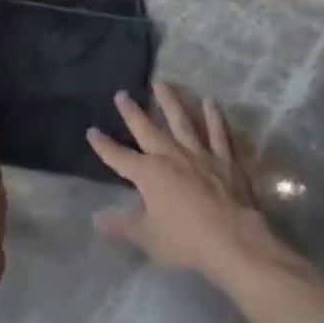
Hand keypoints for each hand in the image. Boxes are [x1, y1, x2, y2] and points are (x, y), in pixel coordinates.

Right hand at [87, 83, 286, 286]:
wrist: (232, 239)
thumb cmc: (186, 240)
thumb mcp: (147, 237)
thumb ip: (121, 226)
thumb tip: (95, 218)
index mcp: (149, 173)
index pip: (119, 157)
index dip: (104, 145)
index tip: (91, 131)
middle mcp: (170, 155)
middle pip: (147, 129)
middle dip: (132, 112)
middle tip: (122, 94)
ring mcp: (198, 153)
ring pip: (181, 120)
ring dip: (170, 101)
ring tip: (161, 83)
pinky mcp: (224, 158)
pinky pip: (218, 132)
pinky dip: (214, 117)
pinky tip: (210, 101)